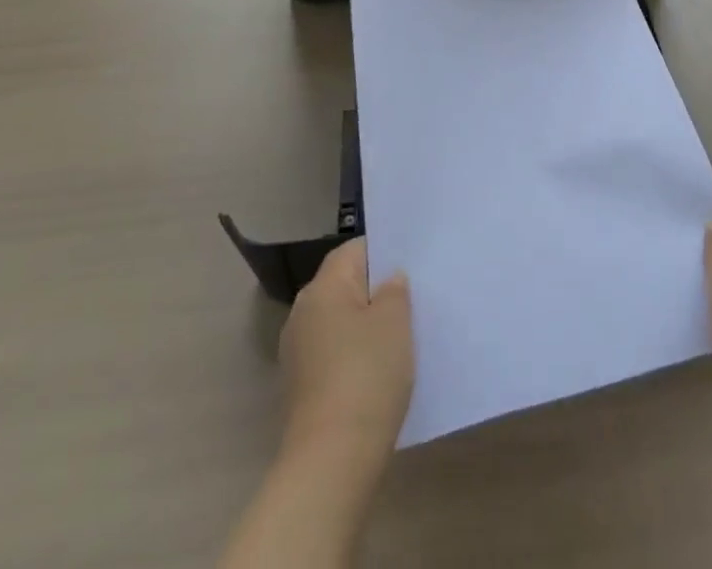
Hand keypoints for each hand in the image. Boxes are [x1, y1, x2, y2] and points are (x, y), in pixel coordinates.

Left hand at [279, 239, 414, 467]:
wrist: (332, 460)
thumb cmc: (366, 375)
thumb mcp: (394, 322)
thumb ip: (394, 291)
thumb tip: (388, 281)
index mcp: (322, 288)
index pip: (354, 251)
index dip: (384, 253)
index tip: (411, 265)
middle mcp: (302, 313)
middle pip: (345, 286)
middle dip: (376, 291)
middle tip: (413, 298)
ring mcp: (298, 353)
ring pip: (340, 322)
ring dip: (366, 326)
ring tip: (402, 335)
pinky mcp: (302, 387)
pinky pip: (335, 354)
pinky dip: (356, 356)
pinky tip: (380, 370)